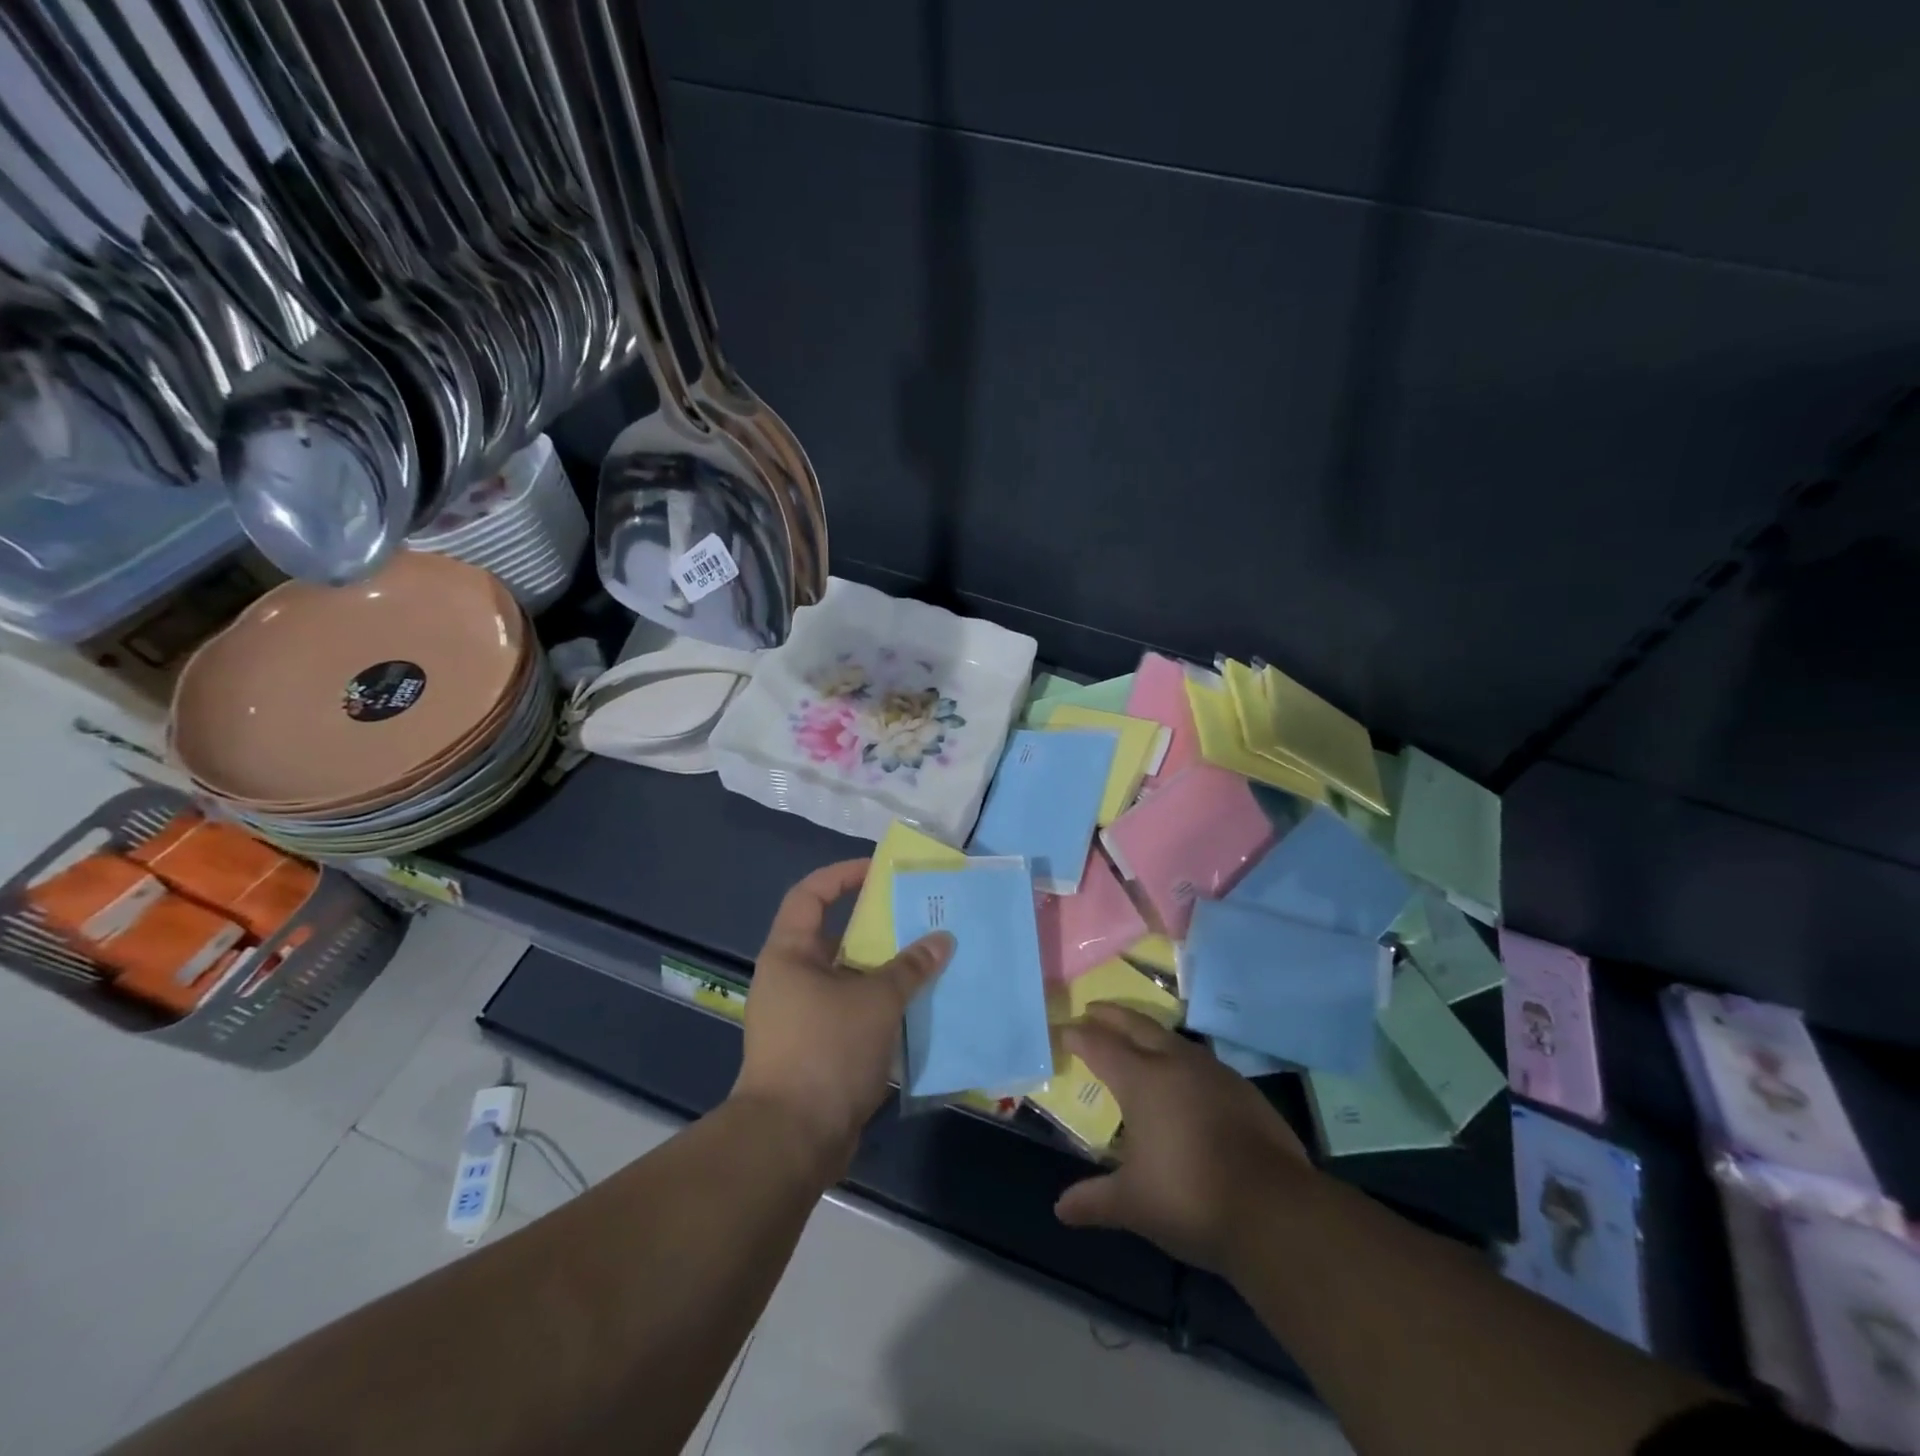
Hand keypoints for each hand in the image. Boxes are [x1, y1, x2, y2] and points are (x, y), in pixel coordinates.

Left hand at [732, 860, 953, 1177]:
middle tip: (920, 917)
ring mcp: (802, 1017)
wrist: (792, 1140)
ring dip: (886, 971)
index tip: (881, 871)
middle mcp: (790, 979)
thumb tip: (942, 940)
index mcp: (790, 954)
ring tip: (929, 960)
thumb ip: (910, 967)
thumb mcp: (876, 1001)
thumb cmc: (826, 1051)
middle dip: (878, 927)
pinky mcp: (816, 1050)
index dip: (843, 875)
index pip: (811, 894)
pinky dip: (882, 1007)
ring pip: (849, 979)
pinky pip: (854, 1013)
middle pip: (835, 937)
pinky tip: (919, 1008)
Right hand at [1054, 1005, 1312, 1271]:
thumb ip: (1094, 1200)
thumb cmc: (1190, 1198)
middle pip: (1137, 1025)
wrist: (1275, 1211)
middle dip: (1112, 1016)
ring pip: (1172, 1038)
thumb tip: (1060, 1209)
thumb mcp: (1132, 1204)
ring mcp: (1214, 1073)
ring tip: (1136, 1038)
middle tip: (1093, 1009)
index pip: (1100, 1046)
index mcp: (1141, 1080)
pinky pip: (1201, 1061)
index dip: (1079, 1037)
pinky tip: (1183, 1077)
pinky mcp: (1243, 1090)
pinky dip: (1180, 1058)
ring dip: (1148, 1032)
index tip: (1063, 1030)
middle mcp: (1175, 1063)